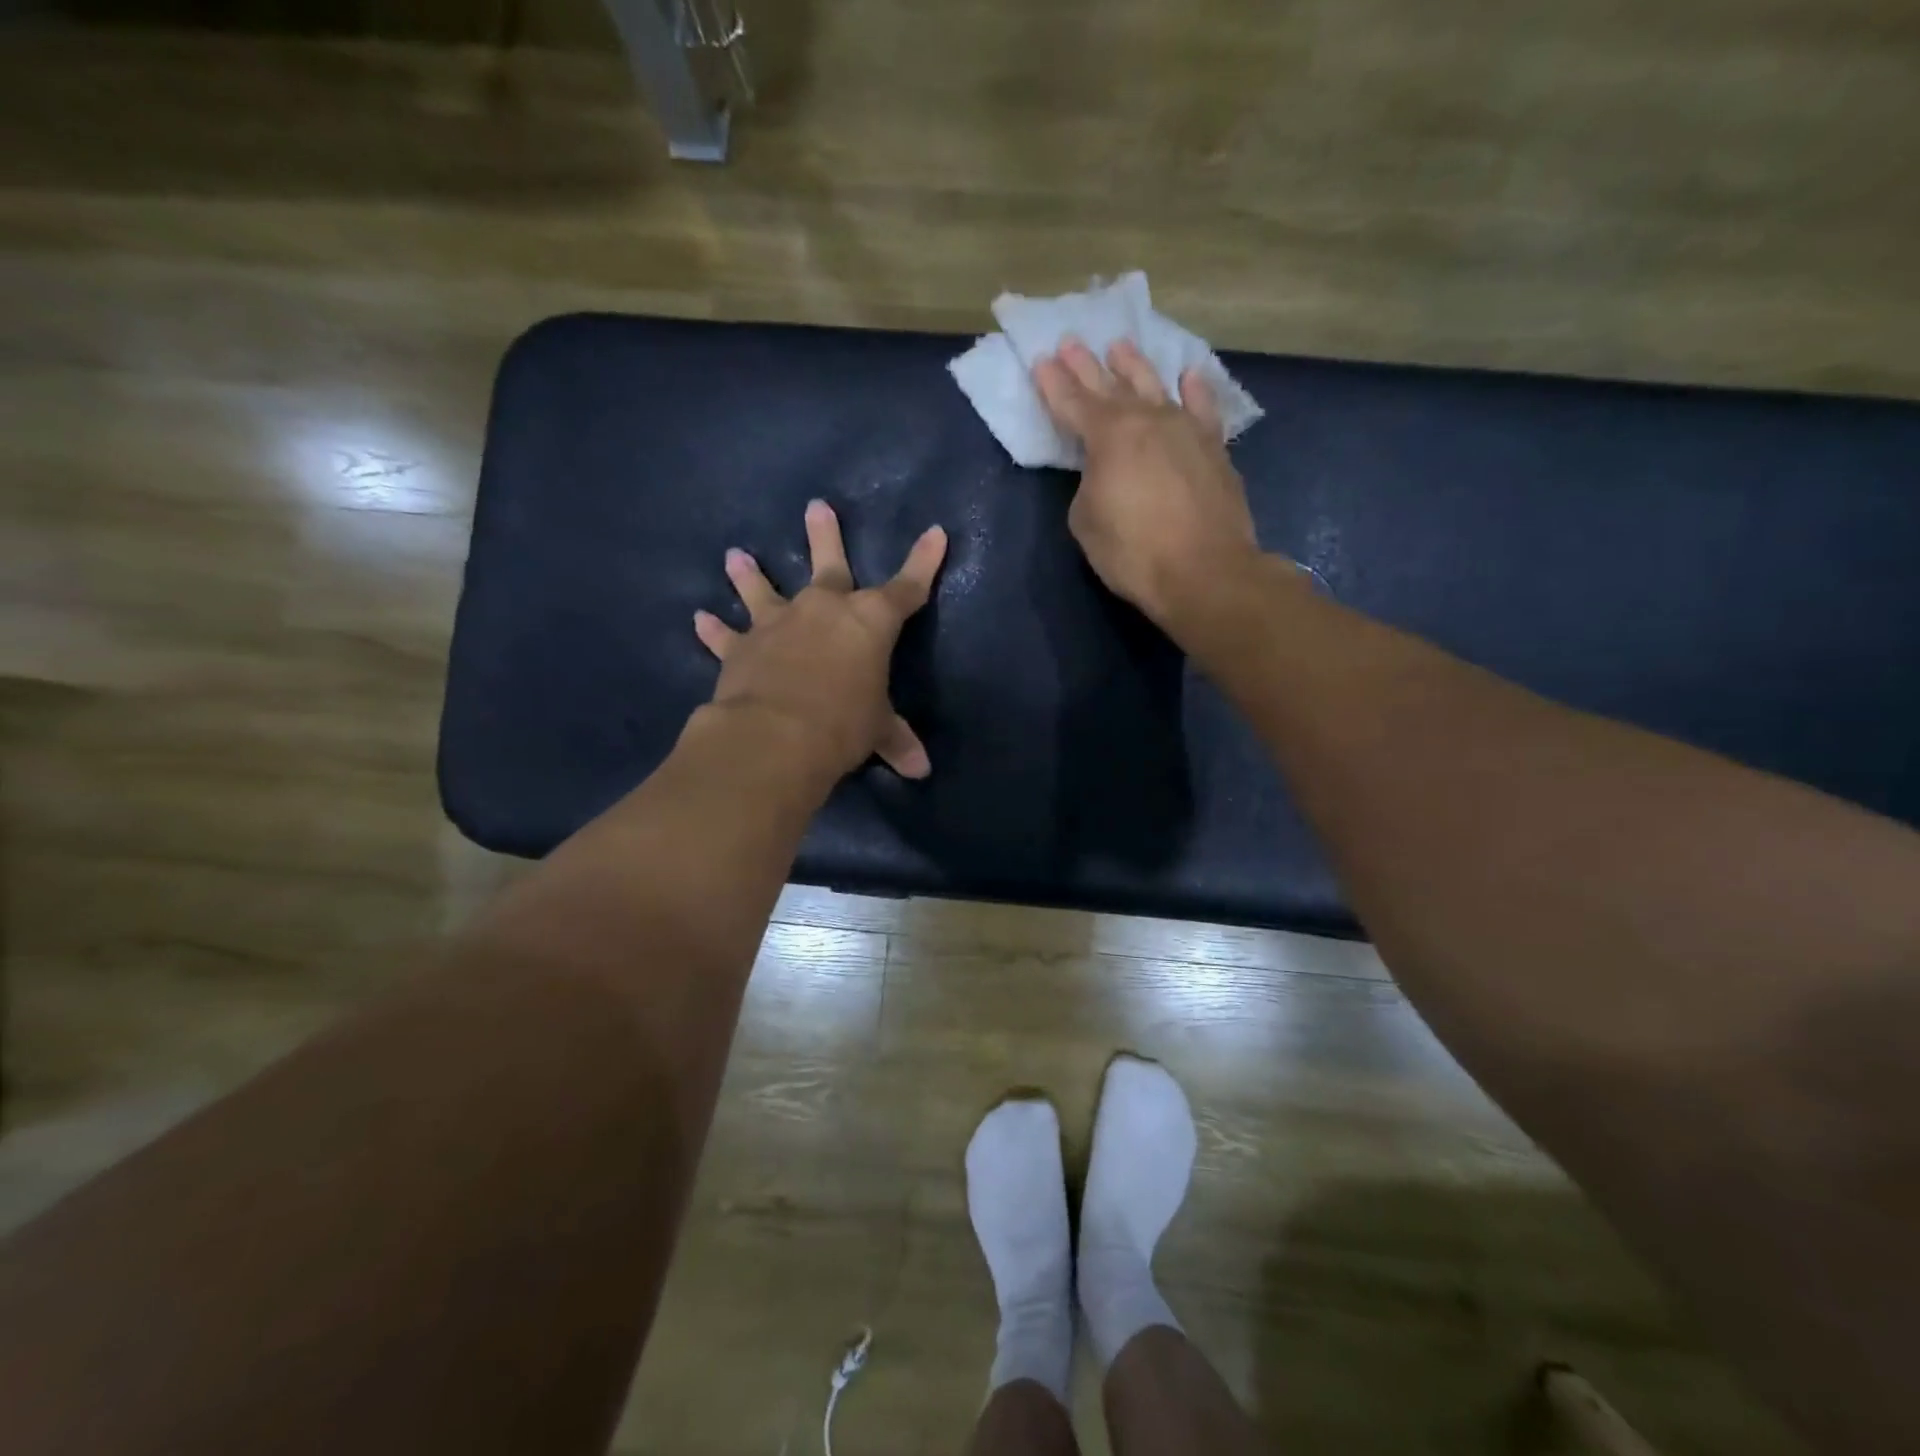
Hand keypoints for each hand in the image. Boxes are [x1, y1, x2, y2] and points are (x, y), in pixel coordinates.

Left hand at [693, 500, 947, 781]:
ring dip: (750, 575)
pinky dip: (714, 630)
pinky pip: (725, 636)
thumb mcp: (877, 731)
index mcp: (868, 622)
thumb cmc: (843, 724)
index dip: (924, 561)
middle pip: (829, 565)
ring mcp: (778, 624)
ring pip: (763, 590)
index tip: (935, 532)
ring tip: (736, 556)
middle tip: (816, 506)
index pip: (907, 587)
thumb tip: (921, 770)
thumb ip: (897, 741)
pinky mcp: (741, 648)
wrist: (777, 736)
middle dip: (824, 536)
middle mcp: (822, 610)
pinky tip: (700, 619)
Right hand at [1033, 337, 1259, 626]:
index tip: (1042, 360)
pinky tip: (1189, 376)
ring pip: (1155, 386)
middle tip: (1071, 342)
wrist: (1204, 571)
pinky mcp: (1215, 448)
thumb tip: (1106, 475)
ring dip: (1135, 366)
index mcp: (1108, 437)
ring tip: (1120, 346)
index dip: (1054, 384)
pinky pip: (1203, 408)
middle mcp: (1147, 420)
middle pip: (1111, 386)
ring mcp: (1186, 429)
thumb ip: (1089, 485)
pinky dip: (1196, 390)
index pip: (1072, 403)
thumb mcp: (1087, 522)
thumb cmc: (1134, 552)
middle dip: (1087, 366)